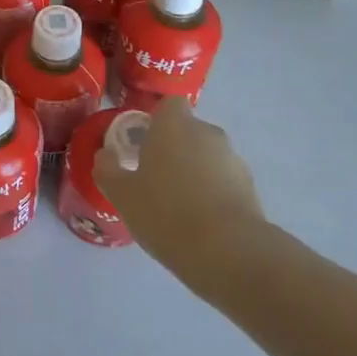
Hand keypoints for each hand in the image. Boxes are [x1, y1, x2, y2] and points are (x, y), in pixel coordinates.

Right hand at [95, 98, 271, 301]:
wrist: (227, 251)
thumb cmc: (165, 212)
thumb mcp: (121, 194)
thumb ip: (108, 169)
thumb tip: (106, 155)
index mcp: (174, 125)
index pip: (169, 104)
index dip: (156, 121)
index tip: (143, 145)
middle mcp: (206, 132)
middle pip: (188, 131)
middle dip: (174, 149)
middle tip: (154, 179)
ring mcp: (232, 159)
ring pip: (207, 157)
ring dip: (194, 172)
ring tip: (178, 207)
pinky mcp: (250, 187)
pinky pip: (223, 181)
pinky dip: (213, 193)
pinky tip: (200, 222)